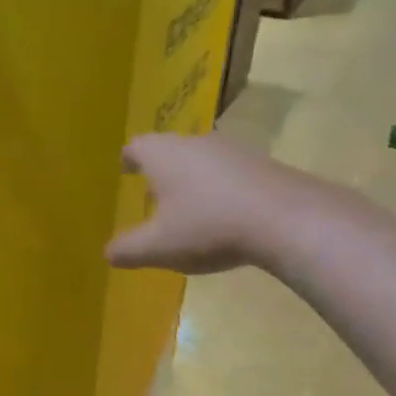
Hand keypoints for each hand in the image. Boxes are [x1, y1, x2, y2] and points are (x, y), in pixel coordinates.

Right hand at [106, 133, 341, 274]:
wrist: (287, 219)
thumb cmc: (208, 226)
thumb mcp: (158, 247)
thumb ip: (128, 249)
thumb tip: (108, 253)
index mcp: (162, 155)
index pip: (136, 146)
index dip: (128, 159)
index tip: (125, 170)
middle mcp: (194, 143)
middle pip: (169, 149)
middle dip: (159, 170)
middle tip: (152, 193)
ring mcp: (232, 150)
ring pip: (201, 159)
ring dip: (192, 179)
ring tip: (188, 206)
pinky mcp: (262, 164)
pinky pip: (230, 172)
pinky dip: (220, 188)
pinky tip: (225, 214)